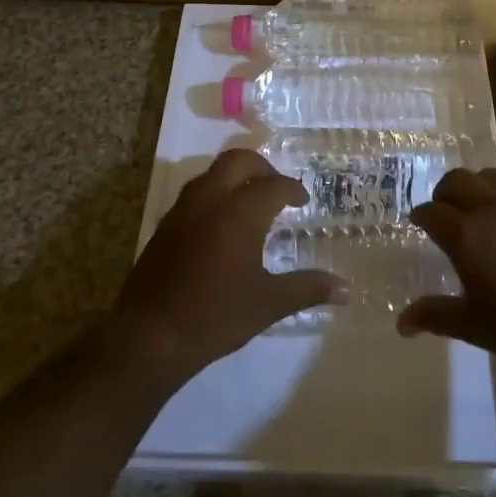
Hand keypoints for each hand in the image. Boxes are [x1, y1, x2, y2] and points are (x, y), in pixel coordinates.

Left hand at [112, 149, 345, 384]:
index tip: (303, 201)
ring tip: (251, 200)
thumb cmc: (215, 316)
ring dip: (235, 176)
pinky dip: (215, 193)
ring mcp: (183, 210)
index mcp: (240, 212)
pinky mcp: (165, 225)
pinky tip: (222, 223)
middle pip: (238, 160)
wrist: (149, 336)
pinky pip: (195, 193)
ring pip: (213, 173)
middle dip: (262, 166)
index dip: (292, 189)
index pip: (273, 185)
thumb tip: (346, 289)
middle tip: (277, 187)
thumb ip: (308, 289)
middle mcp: (211, 200)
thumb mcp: (268, 304)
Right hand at [398, 168, 495, 377]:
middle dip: (444, 192)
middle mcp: (490, 208)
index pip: (431, 211)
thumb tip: (401, 323)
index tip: (418, 224)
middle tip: (444, 211)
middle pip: (457, 180)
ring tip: (478, 208)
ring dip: (476, 186)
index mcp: (465, 234)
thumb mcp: (474, 326)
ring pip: (490, 176)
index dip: (421, 216)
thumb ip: (436, 316)